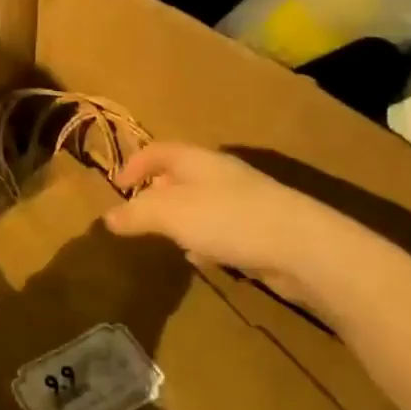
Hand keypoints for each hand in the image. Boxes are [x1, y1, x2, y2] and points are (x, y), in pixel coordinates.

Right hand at [105, 142, 390, 314]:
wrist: (302, 246)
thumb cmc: (228, 219)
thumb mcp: (171, 213)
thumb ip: (137, 214)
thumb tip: (108, 218)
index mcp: (197, 160)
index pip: (158, 150)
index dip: (134, 163)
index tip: (117, 185)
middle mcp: (220, 174)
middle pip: (181, 174)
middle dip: (158, 192)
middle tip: (141, 214)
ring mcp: (244, 200)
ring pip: (202, 203)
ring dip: (183, 219)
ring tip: (169, 239)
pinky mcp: (261, 228)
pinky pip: (223, 228)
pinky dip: (207, 239)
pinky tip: (205, 259)